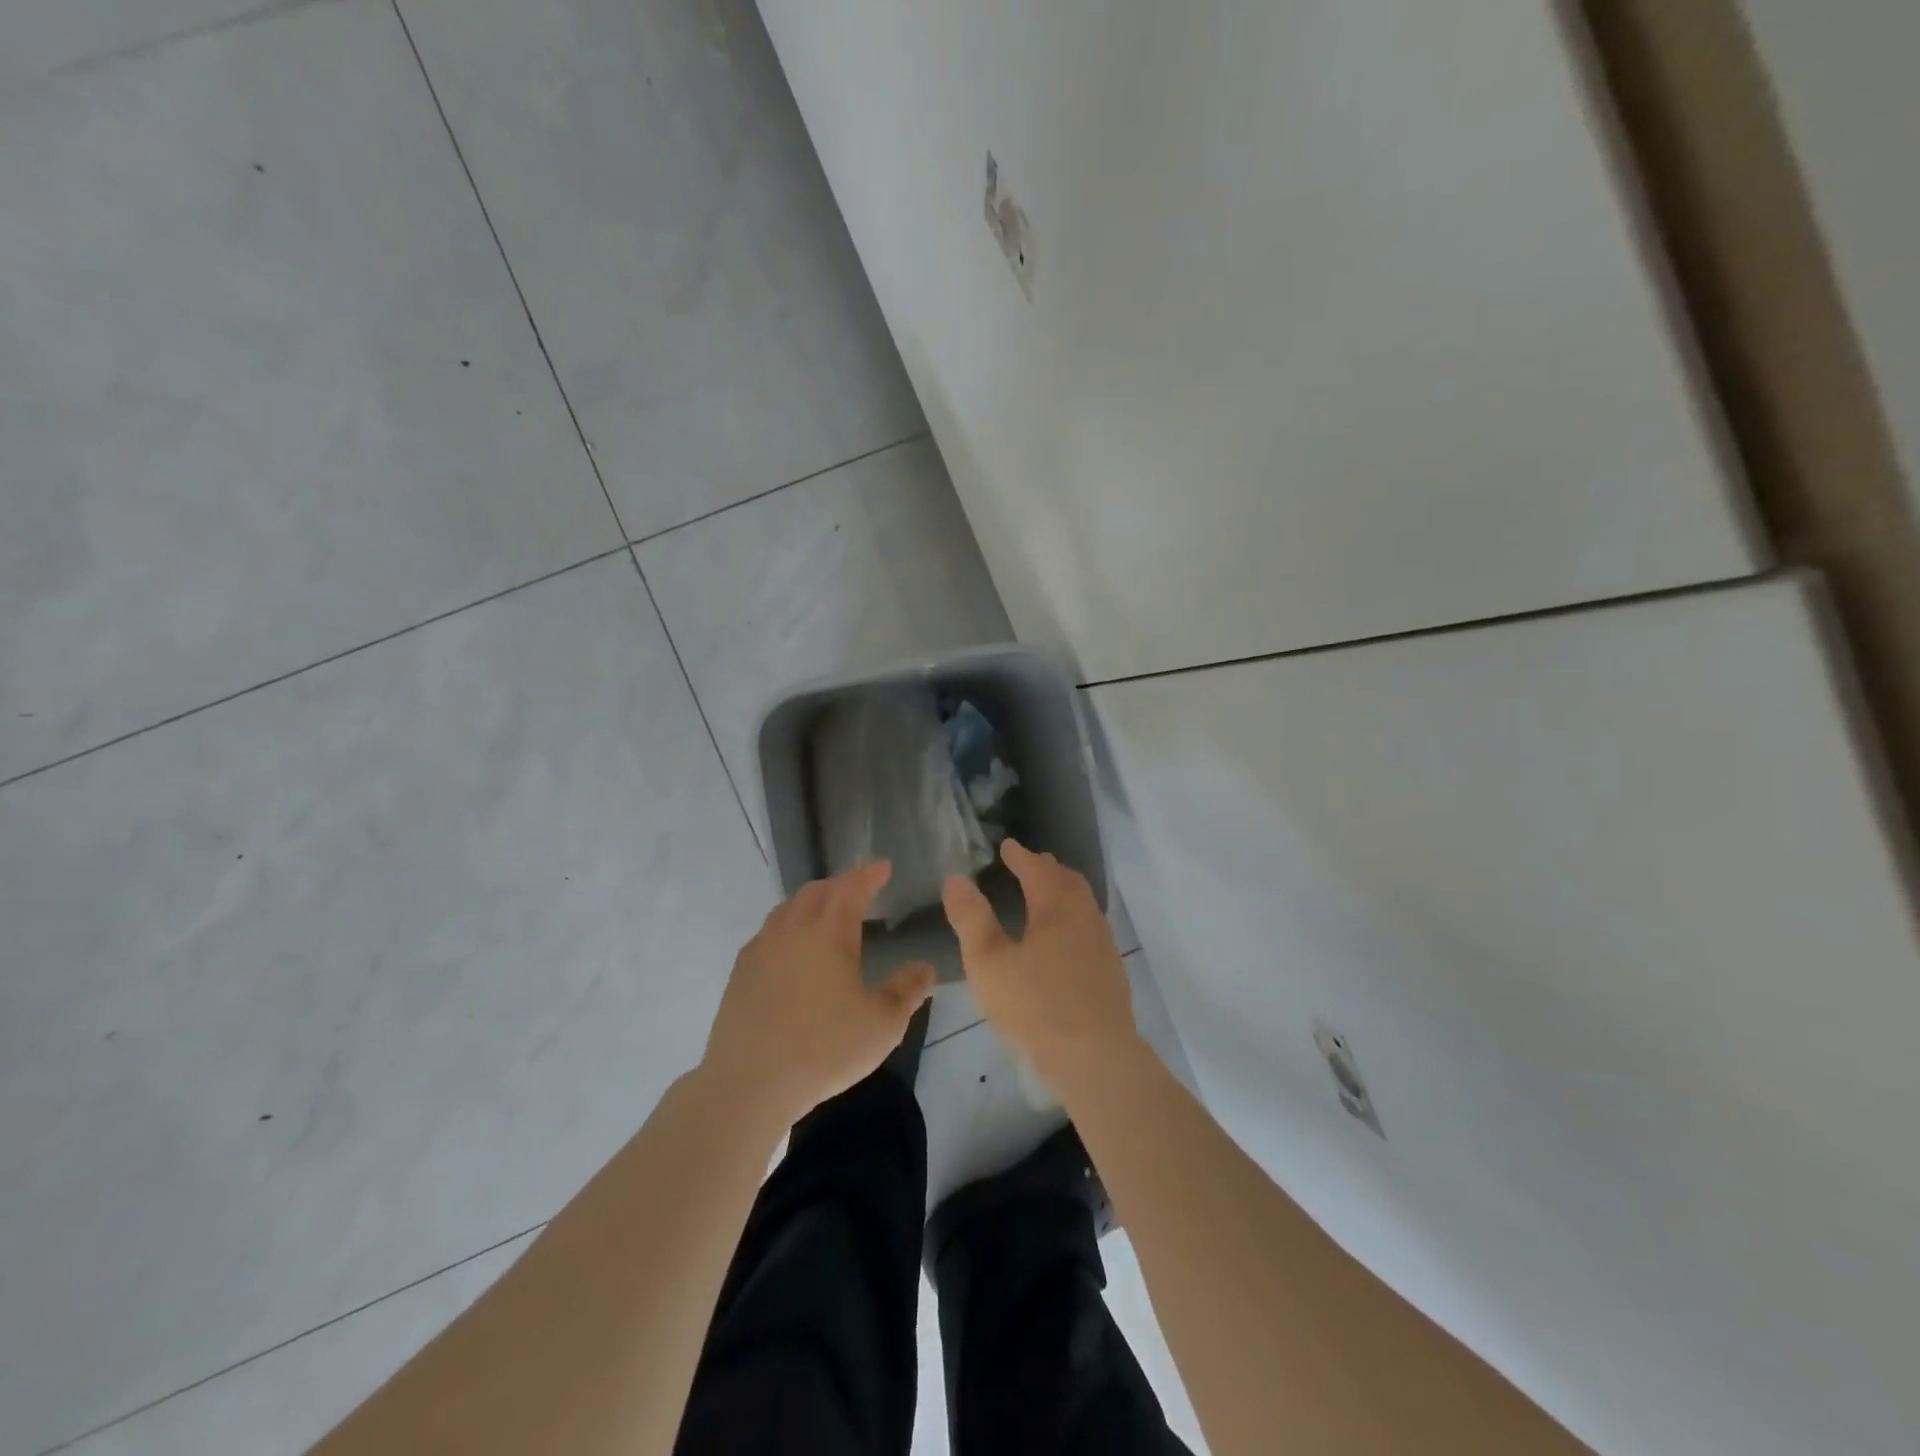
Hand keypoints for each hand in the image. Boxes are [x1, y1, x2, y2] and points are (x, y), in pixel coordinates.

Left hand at [702, 861, 935, 1129]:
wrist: (750, 1083)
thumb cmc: (825, 1049)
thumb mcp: (883, 1024)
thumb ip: (908, 990)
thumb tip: (926, 967)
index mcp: (829, 931)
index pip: (852, 887)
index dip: (869, 874)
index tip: (883, 866)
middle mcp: (792, 929)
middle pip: (816, 891)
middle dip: (840, 885)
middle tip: (858, 890)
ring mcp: (761, 949)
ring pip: (787, 909)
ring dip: (810, 903)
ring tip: (825, 915)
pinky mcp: (740, 973)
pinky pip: (768, 934)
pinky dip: (787, 928)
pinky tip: (792, 951)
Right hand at [942, 839, 1136, 1083]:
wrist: (1095, 1057)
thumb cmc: (1035, 1006)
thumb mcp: (988, 962)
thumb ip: (971, 918)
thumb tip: (955, 878)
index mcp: (1056, 907)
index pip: (1037, 869)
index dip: (1020, 856)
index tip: (1007, 846)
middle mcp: (1084, 917)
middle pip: (1067, 881)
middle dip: (1046, 868)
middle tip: (1028, 864)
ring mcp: (1102, 944)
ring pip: (1083, 904)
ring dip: (1063, 891)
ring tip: (1045, 897)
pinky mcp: (1111, 971)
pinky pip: (1090, 927)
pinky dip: (1073, 917)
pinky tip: (1064, 941)